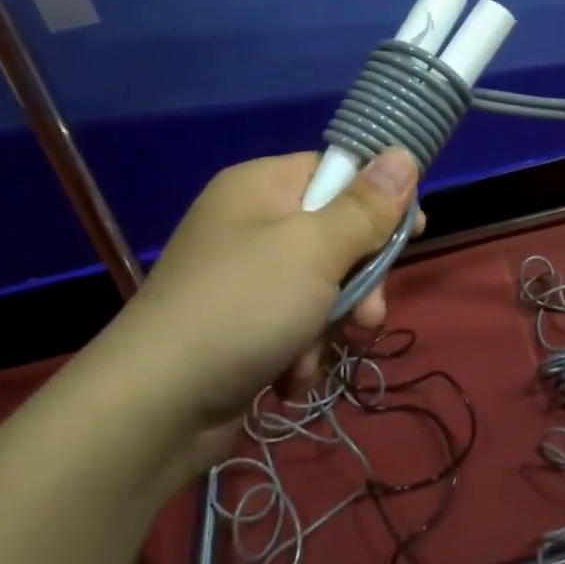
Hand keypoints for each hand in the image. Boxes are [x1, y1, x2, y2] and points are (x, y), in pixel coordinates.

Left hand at [118, 148, 418, 458]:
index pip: (336, 171)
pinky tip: (290, 375)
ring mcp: (244, 278)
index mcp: (260, 186)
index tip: (412, 232)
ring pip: (322, 286)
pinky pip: (295, 322)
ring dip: (332, 323)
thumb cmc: (242, 307)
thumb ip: (366, 206)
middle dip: (358, 280)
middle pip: (335, 234)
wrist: (152, 410)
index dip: (377, 200)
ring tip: (319, 352)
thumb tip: (403, 153)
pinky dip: (302, 349)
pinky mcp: (241, 326)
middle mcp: (250, 223)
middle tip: (368, 314)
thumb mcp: (315, 249)